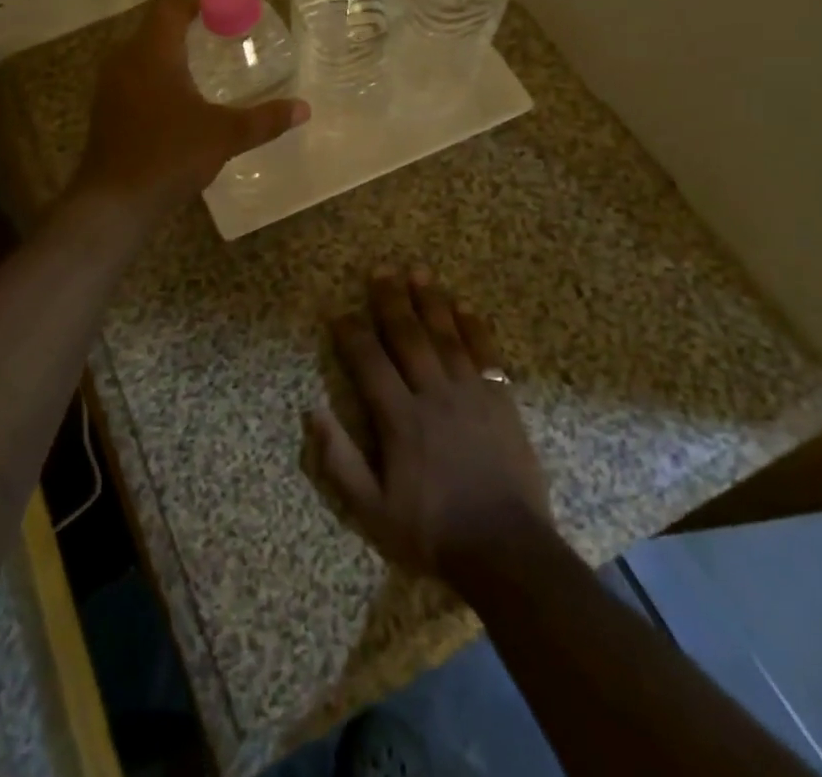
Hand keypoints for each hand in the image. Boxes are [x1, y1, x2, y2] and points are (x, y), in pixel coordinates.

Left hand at [72, 0, 308, 217]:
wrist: (114, 201)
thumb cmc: (169, 156)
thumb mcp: (224, 135)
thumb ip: (264, 119)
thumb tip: (303, 109)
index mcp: (152, 52)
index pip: (172, 6)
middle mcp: (125, 59)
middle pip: (156, 25)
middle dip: (188, 20)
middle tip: (223, 25)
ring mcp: (110, 84)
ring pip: (143, 51)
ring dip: (172, 47)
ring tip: (206, 55)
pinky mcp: (106, 108)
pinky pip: (135, 74)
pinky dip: (159, 71)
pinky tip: (181, 92)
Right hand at [310, 266, 551, 581]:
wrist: (508, 551)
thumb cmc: (434, 531)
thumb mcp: (373, 511)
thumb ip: (340, 461)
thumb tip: (313, 411)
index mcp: (400, 419)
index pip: (369, 362)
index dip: (351, 334)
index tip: (339, 312)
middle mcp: (433, 394)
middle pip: (408, 336)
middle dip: (391, 301)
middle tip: (380, 270)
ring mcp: (471, 393)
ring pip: (446, 336)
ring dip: (430, 301)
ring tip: (418, 271)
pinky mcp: (501, 400)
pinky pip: (486, 353)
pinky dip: (474, 327)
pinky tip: (464, 306)